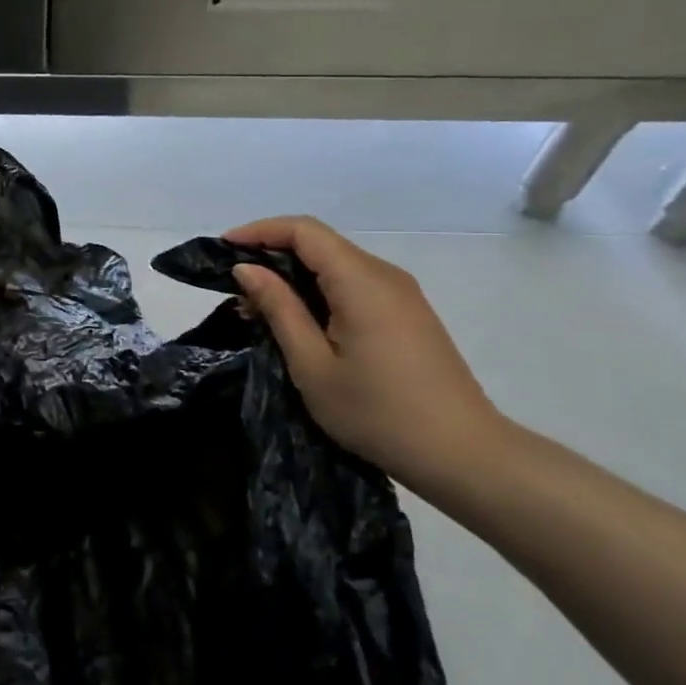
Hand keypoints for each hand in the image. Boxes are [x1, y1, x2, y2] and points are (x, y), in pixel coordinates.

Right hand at [223, 216, 508, 484]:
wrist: (462, 454)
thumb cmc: (377, 412)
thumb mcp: (312, 364)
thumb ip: (279, 309)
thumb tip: (247, 268)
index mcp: (361, 282)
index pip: (304, 231)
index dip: (259, 231)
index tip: (223, 249)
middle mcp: (384, 275)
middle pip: (320, 243)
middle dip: (272, 255)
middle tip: (236, 291)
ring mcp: (401, 294)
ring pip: (336, 264)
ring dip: (294, 276)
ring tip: (259, 311)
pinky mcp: (407, 313)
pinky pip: (354, 284)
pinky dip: (319, 291)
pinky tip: (299, 323)